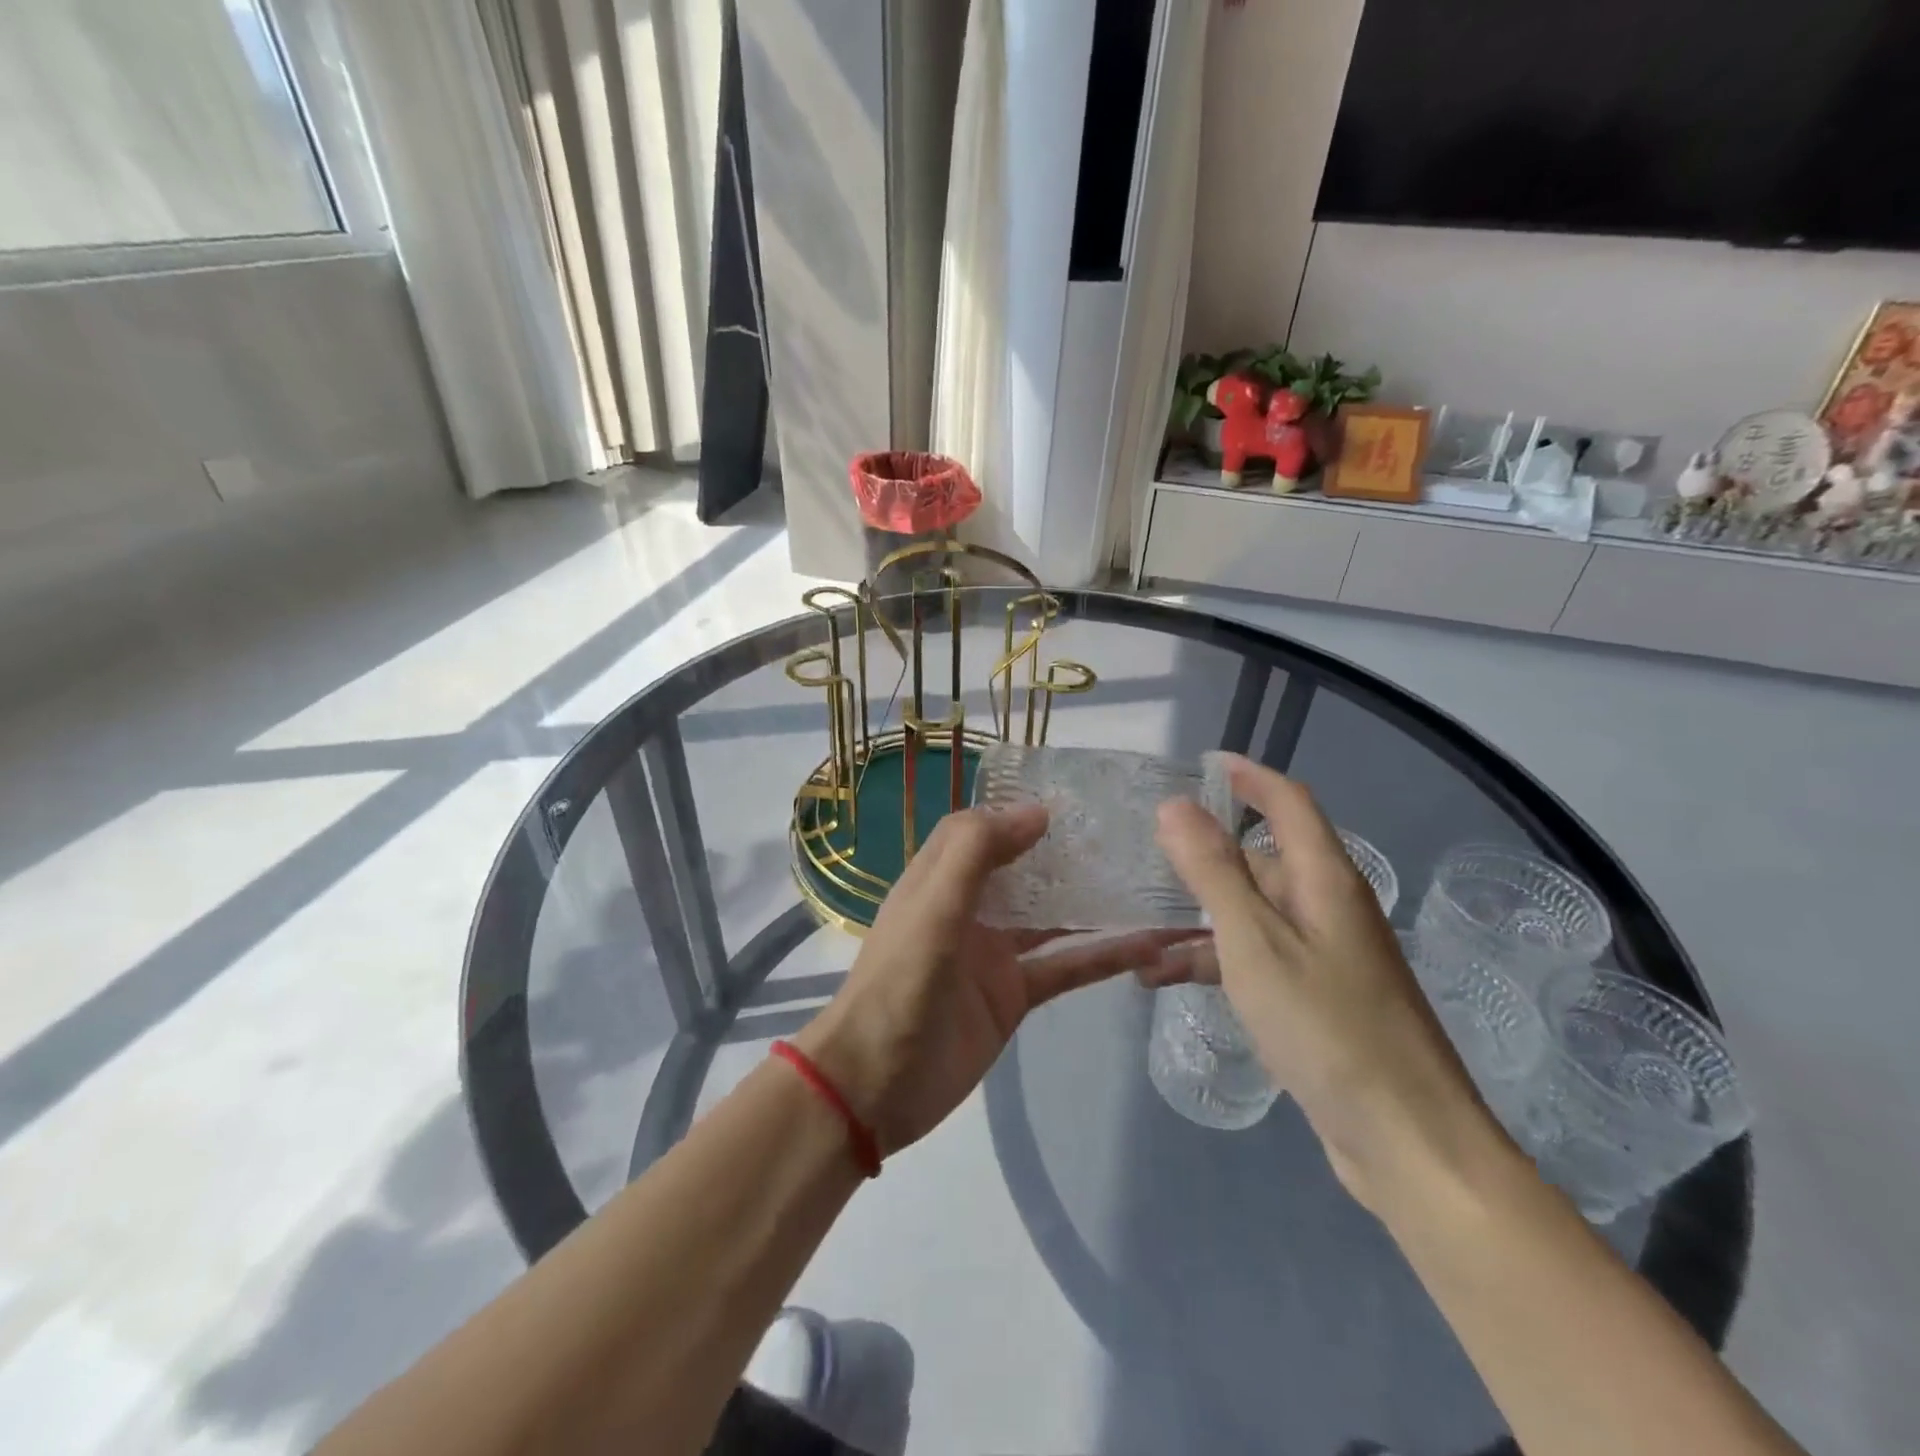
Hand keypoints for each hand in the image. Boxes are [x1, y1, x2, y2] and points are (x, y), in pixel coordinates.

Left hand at [795, 805, 1183, 1157]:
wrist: (876, 1086)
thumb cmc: (898, 985)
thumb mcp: (932, 908)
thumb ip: (976, 853)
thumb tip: (1037, 812)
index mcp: (938, 880)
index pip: (979, 831)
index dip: (1014, 813)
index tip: (1070, 802)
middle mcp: (968, 910)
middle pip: (1022, 870)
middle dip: (1064, 853)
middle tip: (1123, 835)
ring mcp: (993, 955)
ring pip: (1051, 918)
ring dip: (1092, 903)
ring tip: (1147, 881)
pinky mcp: (1014, 996)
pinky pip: (1064, 967)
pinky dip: (1102, 957)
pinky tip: (1148, 946)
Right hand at [1149, 755, 1497, 1213]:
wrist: (1407, 1141)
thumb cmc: (1327, 1028)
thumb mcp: (1255, 942)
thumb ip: (1213, 871)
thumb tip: (1176, 805)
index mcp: (1324, 880)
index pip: (1289, 802)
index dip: (1249, 775)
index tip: (1203, 762)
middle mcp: (1329, 907)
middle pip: (1263, 858)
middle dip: (1206, 854)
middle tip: (1146, 855)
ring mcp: (1325, 955)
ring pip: (1252, 913)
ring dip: (1199, 918)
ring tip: (1139, 931)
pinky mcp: (1317, 997)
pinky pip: (1256, 958)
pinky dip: (1214, 961)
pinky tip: (1164, 980)